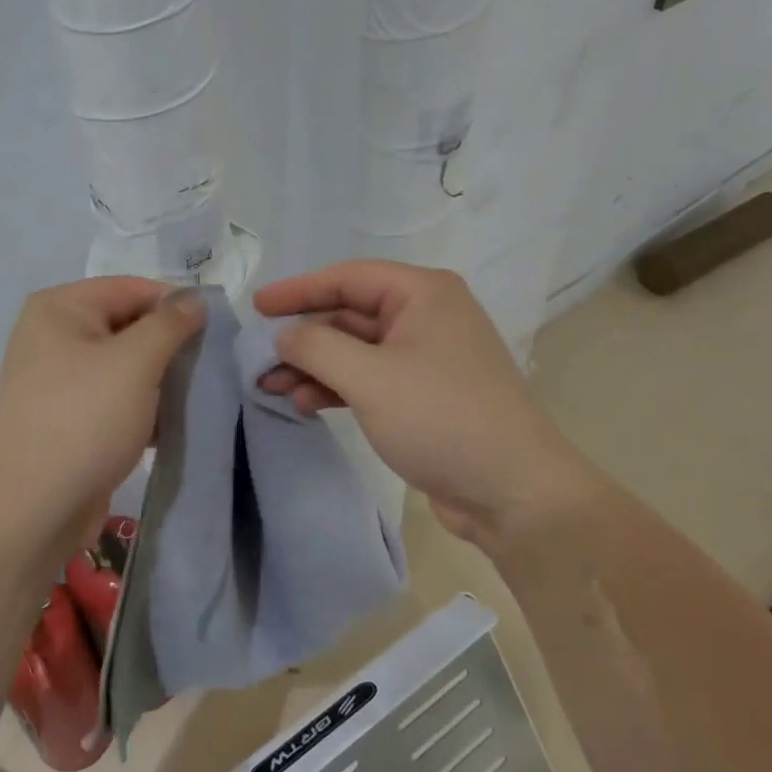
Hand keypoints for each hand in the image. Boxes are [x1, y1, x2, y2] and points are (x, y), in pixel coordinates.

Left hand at [0, 278, 204, 559]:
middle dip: (170, 345)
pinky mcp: (68, 418)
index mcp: (61, 308)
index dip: (176, 305)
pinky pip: (114, 398)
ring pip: (125, 365)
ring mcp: (58, 379)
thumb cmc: (84, 420)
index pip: (133, 288)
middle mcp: (54, 335)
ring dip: (161, 379)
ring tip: (196, 397)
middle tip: (210, 366)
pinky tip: (171, 426)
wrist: (31, 511)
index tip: (216, 331)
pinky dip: (143, 406)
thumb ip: (170, 323)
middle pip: (129, 325)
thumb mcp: (136, 362)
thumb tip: (195, 299)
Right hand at [254, 260, 576, 552]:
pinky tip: (307, 403)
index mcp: (422, 294)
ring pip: (357, 349)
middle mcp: (427, 316)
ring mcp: (427, 357)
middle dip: (304, 337)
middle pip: (350, 313)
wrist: (514, 493)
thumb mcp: (370, 378)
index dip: (299, 290)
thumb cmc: (442, 418)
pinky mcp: (425, 394)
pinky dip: (338, 386)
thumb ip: (317, 347)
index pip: (348, 277)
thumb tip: (284, 335)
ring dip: (315, 366)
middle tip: (259, 357)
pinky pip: (371, 377)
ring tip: (273, 388)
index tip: (257, 306)